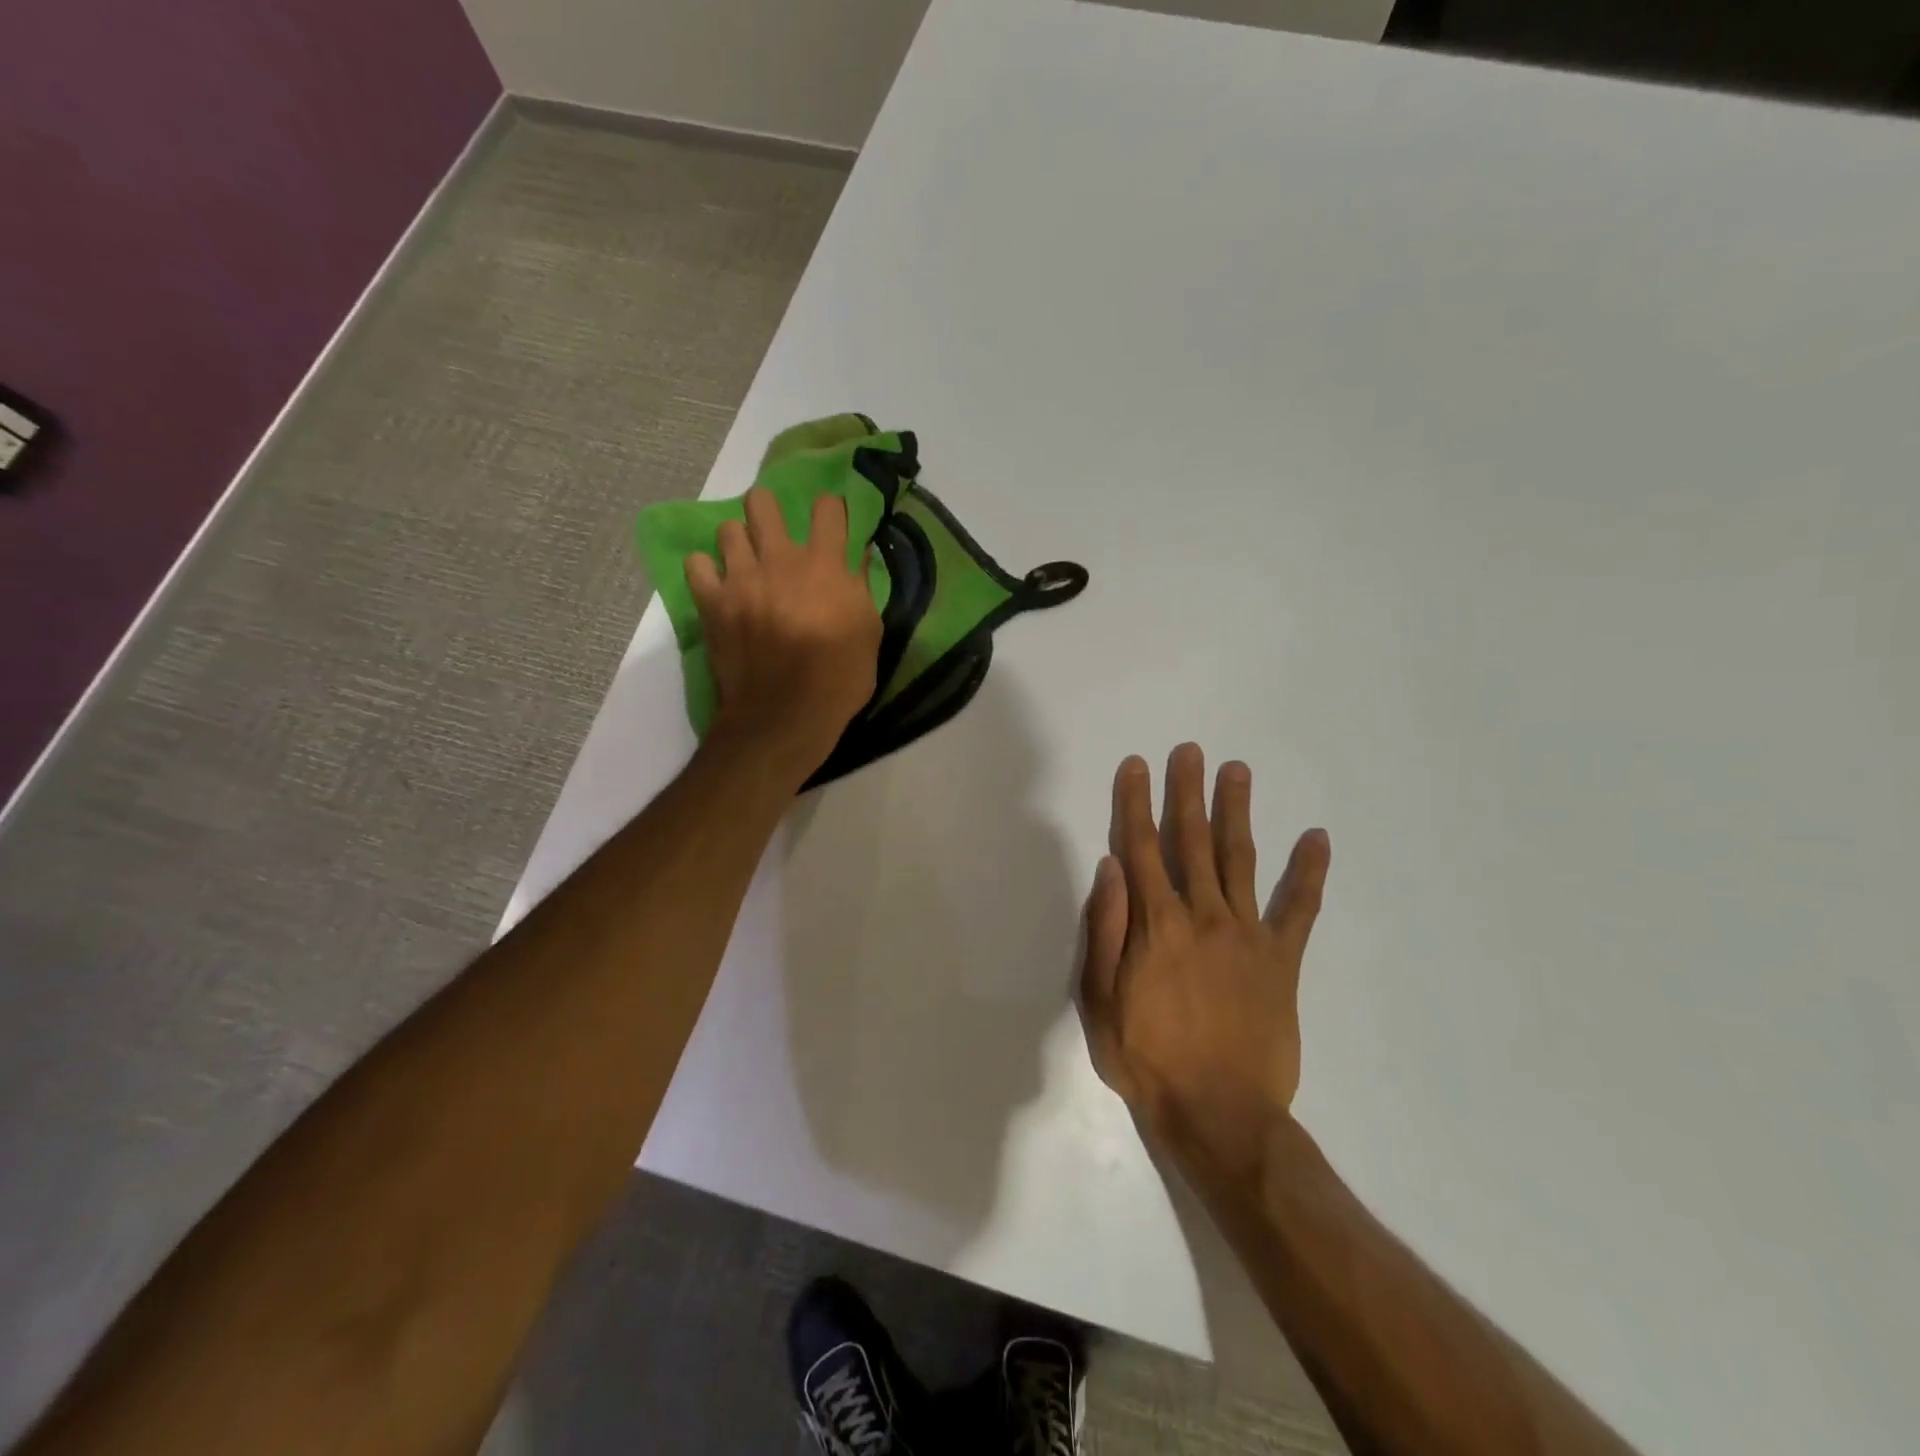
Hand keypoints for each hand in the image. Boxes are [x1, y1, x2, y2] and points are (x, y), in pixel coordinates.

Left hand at [687, 488, 881, 782]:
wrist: (785, 717)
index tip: (831, 525)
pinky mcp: (711, 602)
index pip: (828, 509)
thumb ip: (861, 588)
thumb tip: (858, 554)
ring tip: (745, 565)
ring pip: (728, 529)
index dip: (831, 511)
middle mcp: (780, 560)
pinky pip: (696, 564)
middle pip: (763, 502)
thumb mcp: (869, 634)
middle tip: (775, 535)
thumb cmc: (839, 680)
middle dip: (770, 511)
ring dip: (739, 543)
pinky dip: (706, 571)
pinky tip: (718, 586)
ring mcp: (740, 579)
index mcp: (825, 566)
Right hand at [1078, 744, 1331, 1178]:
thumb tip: (1110, 868)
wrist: (1220, 1114)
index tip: (1135, 767)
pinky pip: (1298, 909)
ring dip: (1237, 812)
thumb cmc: (1148, 1058)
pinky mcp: (1281, 960)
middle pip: (1191, 841)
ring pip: (1240, 859)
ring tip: (1237, 771)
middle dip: (1187, 792)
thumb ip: (1105, 930)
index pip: (1141, 848)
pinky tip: (1317, 838)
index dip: (1135, 803)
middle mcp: (1202, 916)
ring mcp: (1247, 935)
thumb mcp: (1100, 1000)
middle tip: (1190, 751)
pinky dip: (1309, 873)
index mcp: (1156, 924)